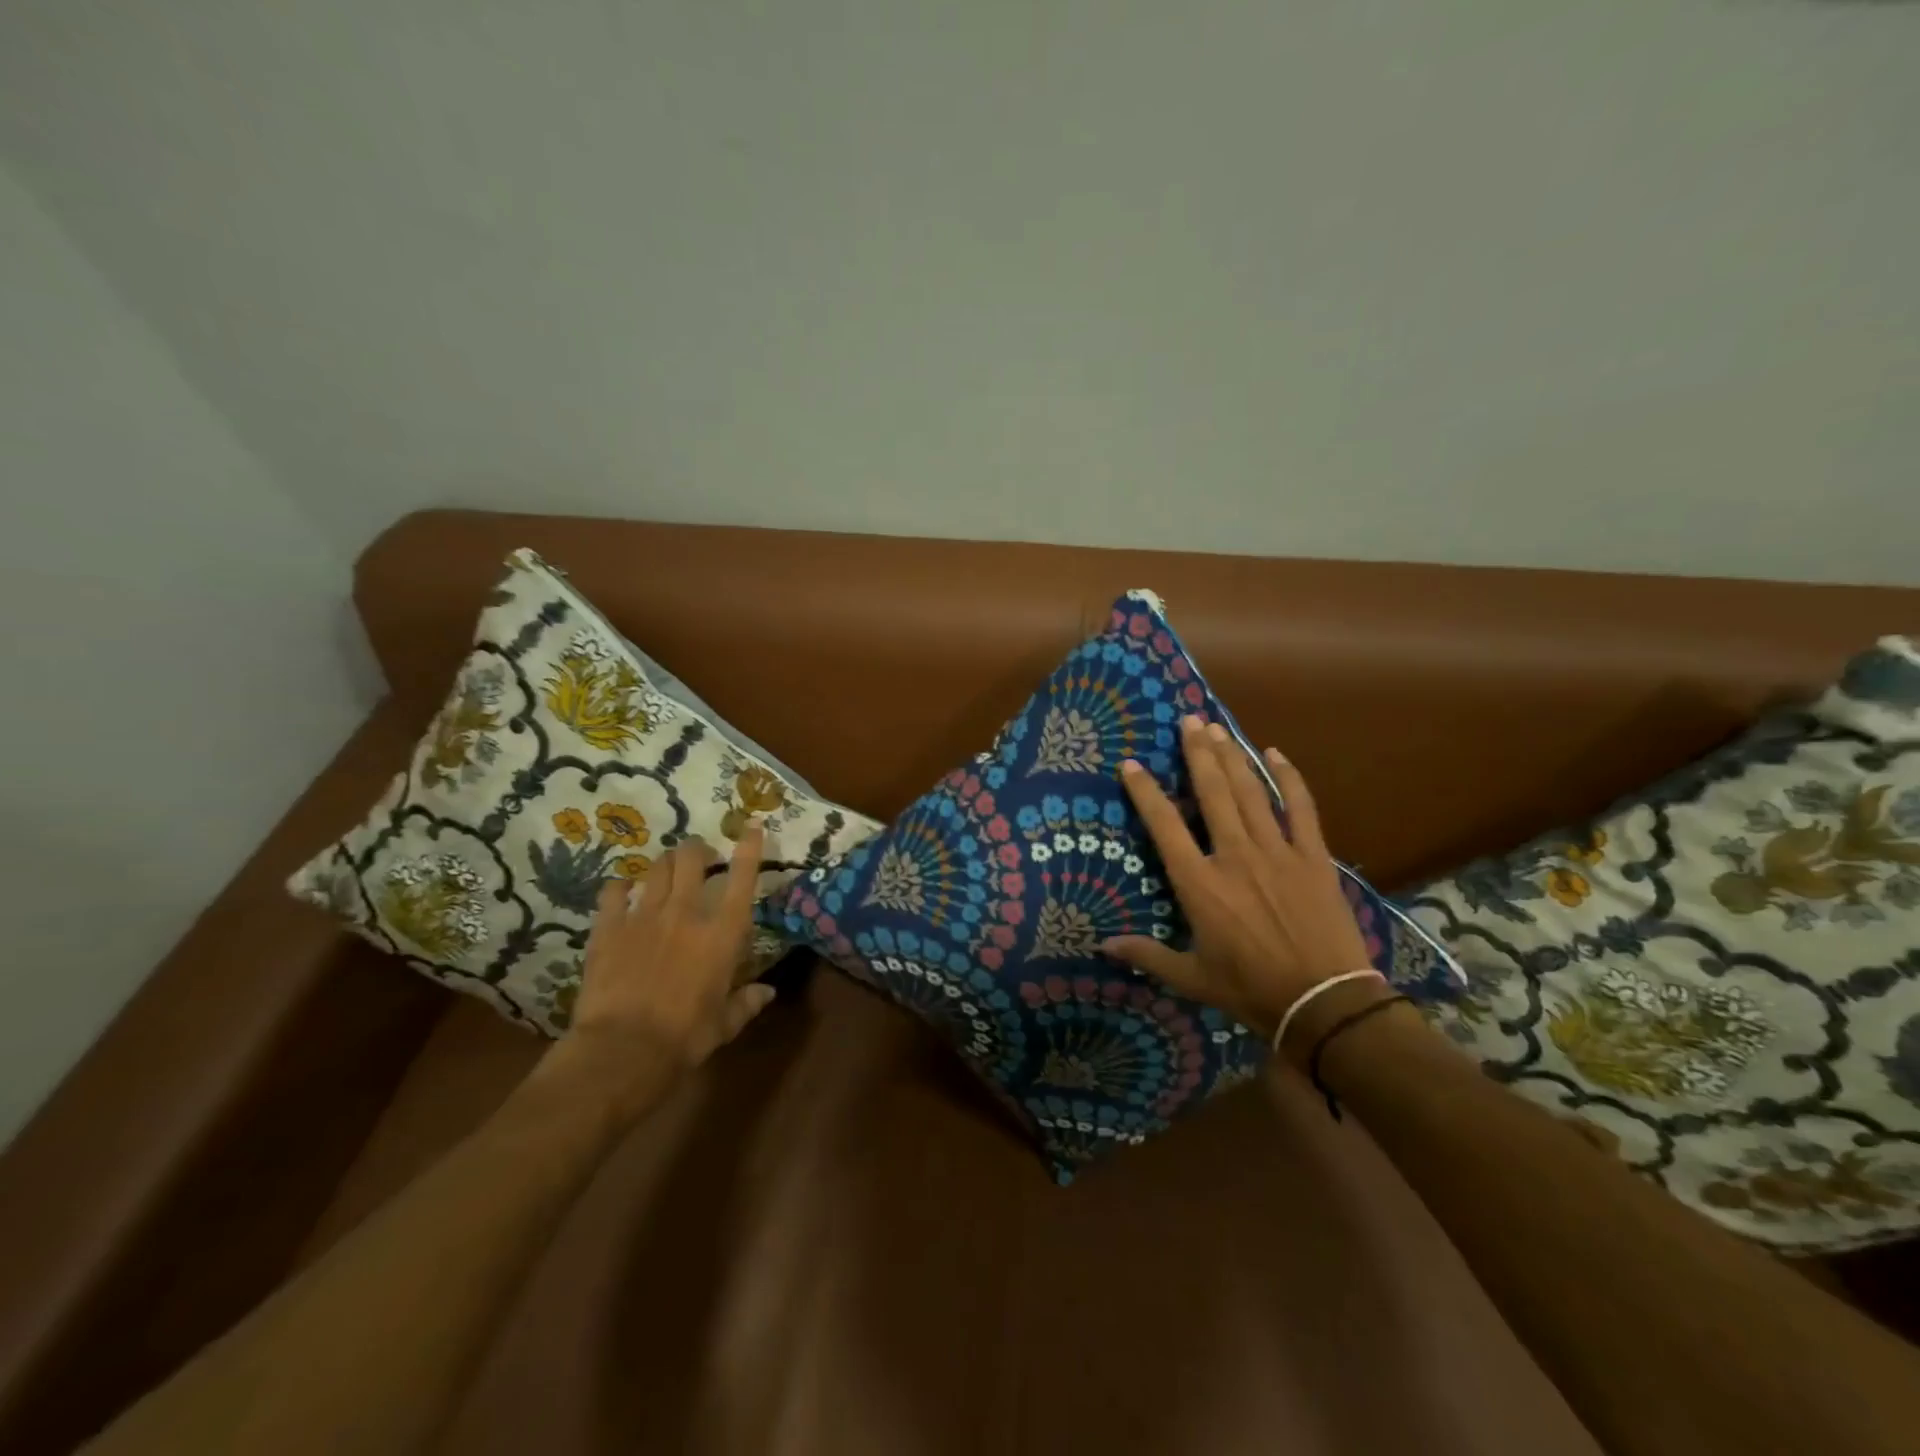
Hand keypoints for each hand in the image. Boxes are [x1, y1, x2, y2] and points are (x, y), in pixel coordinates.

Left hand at [539, 825, 777, 1115]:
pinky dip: (620, 886)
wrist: (622, 1051)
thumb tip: (768, 992)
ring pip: (656, 868)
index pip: (742, 879)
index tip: (752, 826)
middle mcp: (686, 914)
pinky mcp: (609, 929)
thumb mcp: (724, 1025)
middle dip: (697, 849)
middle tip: (699, 856)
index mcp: (722, 935)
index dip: (750, 848)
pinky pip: (612, 892)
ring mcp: (644, 917)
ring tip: (666, 869)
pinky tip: (622, 890)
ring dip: (664, 864)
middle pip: (691, 859)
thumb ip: (747, 1002)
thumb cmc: (684, 1039)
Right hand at [1100, 717, 1380, 1054]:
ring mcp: (1277, 852)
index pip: (1164, 825)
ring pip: (1250, 792)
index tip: (1130, 764)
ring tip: (1217, 728)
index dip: (1145, 791)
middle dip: (1197, 753)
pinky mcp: (1313, 856)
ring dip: (1232, 756)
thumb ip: (1147, 956)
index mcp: (1200, 883)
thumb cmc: (1251, 989)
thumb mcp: (1192, 978)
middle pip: (1212, 793)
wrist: (1324, 1002)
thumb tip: (1103, 945)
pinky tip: (1276, 753)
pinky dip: (1290, 778)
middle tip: (1188, 721)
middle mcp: (1234, 856)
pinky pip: (1301, 807)